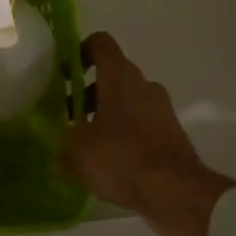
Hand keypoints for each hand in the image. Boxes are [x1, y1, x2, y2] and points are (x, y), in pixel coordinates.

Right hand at [62, 33, 235, 235]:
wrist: (175, 192)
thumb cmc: (120, 158)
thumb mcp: (77, 150)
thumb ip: (64, 139)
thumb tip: (60, 143)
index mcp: (120, 77)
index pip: (100, 43)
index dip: (79, 52)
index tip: (63, 73)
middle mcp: (144, 85)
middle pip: (111, 76)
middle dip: (87, 93)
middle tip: (68, 117)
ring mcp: (161, 109)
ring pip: (126, 102)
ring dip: (104, 116)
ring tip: (85, 144)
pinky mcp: (171, 134)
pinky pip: (139, 125)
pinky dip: (122, 135)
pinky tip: (107, 161)